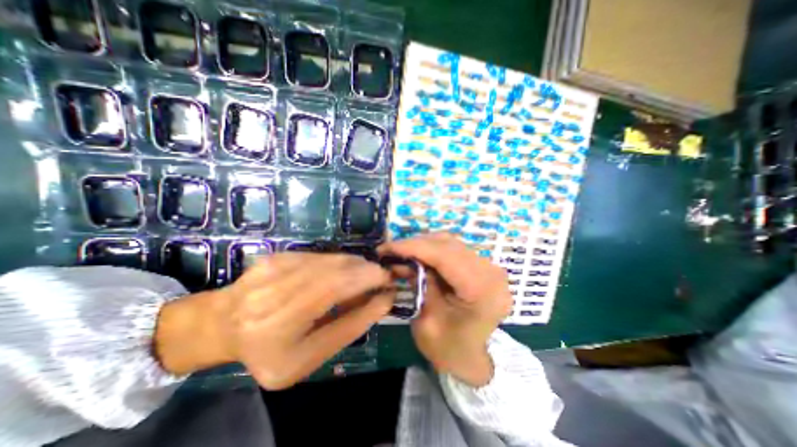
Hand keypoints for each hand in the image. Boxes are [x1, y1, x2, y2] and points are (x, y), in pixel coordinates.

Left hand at [154, 253, 393, 389]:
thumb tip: (384, 299)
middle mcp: (273, 289)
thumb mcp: (310, 356)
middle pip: (336, 269)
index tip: (390, 282)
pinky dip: (340, 264)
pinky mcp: (279, 255)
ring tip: (363, 279)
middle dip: (367, 271)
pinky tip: (341, 275)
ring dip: (356, 266)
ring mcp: (274, 265)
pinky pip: (322, 256)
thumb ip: (350, 326)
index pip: (334, 289)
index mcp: (277, 324)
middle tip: (381, 279)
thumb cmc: (269, 351)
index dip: (368, 280)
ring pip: (332, 259)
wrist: (223, 325)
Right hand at [378, 231, 509, 384]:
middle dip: (415, 245)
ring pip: (450, 243)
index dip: (413, 247)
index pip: (445, 256)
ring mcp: (489, 267)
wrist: (472, 359)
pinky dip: (432, 250)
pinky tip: (418, 257)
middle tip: (390, 251)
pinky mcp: (481, 266)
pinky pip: (453, 249)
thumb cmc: (449, 349)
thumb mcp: (427, 321)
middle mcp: (491, 272)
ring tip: (402, 254)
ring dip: (423, 246)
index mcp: (482, 290)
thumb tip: (403, 259)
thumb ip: (419, 284)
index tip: (386, 247)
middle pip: (448, 245)